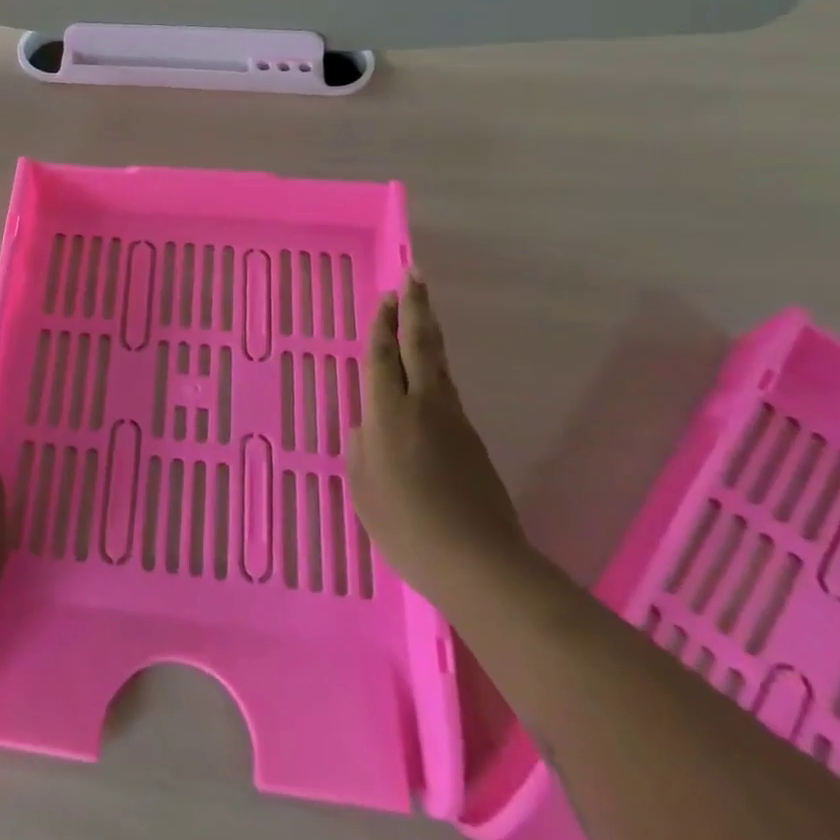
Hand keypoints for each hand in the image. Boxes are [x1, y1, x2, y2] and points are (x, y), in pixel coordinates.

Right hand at [345, 273, 527, 610]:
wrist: (478, 563)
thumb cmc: (406, 527)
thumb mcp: (363, 489)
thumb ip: (361, 450)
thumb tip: (368, 428)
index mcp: (388, 413)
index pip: (382, 355)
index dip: (382, 323)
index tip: (386, 294)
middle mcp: (423, 405)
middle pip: (419, 344)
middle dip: (416, 308)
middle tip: (414, 276)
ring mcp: (453, 421)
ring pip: (439, 365)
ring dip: (428, 334)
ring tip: (422, 313)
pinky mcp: (472, 441)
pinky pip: (448, 391)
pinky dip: (436, 369)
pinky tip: (430, 375)